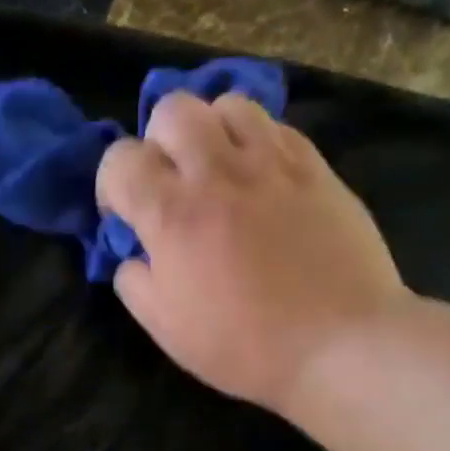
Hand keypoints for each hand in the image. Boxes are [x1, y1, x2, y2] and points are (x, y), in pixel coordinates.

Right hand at [95, 91, 408, 420]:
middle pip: (172, 110)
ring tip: (218, 170)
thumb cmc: (243, 346)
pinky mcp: (315, 166)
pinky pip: (275, 126)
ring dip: (210, 131)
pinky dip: (256, 142)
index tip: (125, 217)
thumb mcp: (166, 330)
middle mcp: (218, 173)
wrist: (338, 343)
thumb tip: (133, 255)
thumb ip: (135, 283)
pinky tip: (260, 179)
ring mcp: (271, 163)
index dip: (111, 185)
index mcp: (172, 215)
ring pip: (228, 104)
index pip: (120, 160)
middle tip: (172, 184)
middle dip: (158, 142)